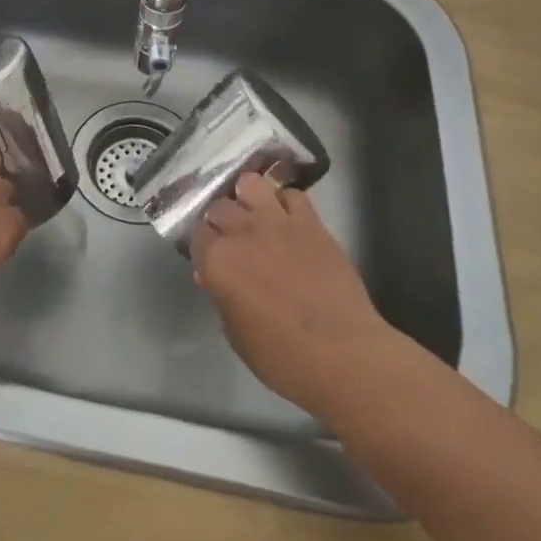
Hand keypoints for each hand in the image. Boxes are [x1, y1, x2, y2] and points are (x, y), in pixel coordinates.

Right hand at [191, 170, 397, 419]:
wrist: (343, 355)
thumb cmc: (282, 357)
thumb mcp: (236, 334)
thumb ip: (221, 297)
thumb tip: (213, 277)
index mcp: (217, 260)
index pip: (196, 234)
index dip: (203, 246)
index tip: (210, 258)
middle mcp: (241, 232)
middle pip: (220, 206)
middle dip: (221, 220)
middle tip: (232, 239)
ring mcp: (277, 222)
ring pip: (251, 183)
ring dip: (248, 196)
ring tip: (254, 214)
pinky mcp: (311, 222)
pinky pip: (292, 195)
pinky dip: (285, 202)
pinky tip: (287, 219)